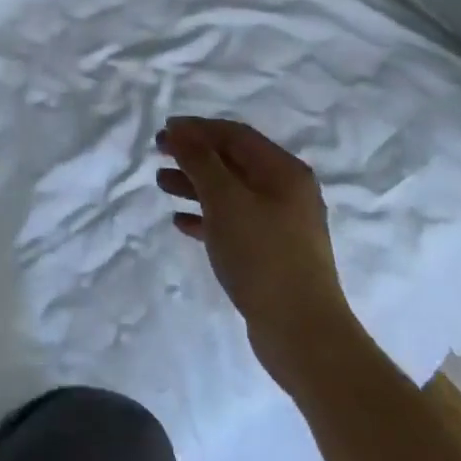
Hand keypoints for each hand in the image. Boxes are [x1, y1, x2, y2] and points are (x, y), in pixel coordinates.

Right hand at [156, 116, 358, 391]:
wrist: (302, 332)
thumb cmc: (262, 255)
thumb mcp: (225, 200)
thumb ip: (200, 161)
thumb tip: (180, 130)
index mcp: (283, 171)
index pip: (235, 134)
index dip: (197, 128)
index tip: (163, 132)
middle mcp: (286, 191)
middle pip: (233, 160)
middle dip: (194, 155)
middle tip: (158, 153)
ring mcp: (281, 224)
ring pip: (230, 191)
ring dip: (195, 184)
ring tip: (161, 185)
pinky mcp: (271, 253)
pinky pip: (233, 222)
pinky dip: (206, 216)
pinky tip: (180, 222)